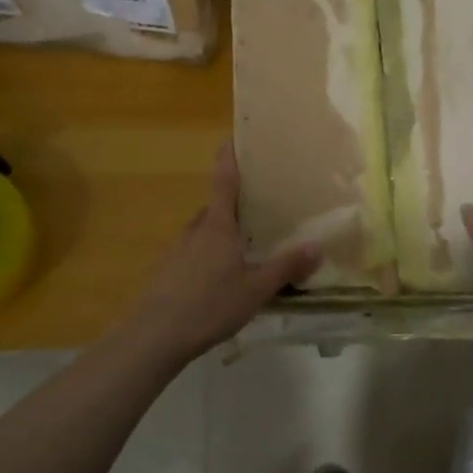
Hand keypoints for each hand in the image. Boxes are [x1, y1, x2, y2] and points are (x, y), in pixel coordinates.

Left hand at [112, 143, 320, 365]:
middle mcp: (196, 229)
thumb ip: (286, 267)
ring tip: (247, 247)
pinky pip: (195, 253)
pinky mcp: (168, 271)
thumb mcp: (256, 288)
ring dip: (224, 234)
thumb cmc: (209, 304)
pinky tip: (222, 279)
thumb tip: (318, 246)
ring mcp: (178, 250)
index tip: (233, 136)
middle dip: (236, 205)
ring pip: (206, 232)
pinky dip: (210, 256)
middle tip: (262, 208)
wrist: (154, 336)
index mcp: (218, 225)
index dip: (229, 157)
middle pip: (217, 208)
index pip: (225, 180)